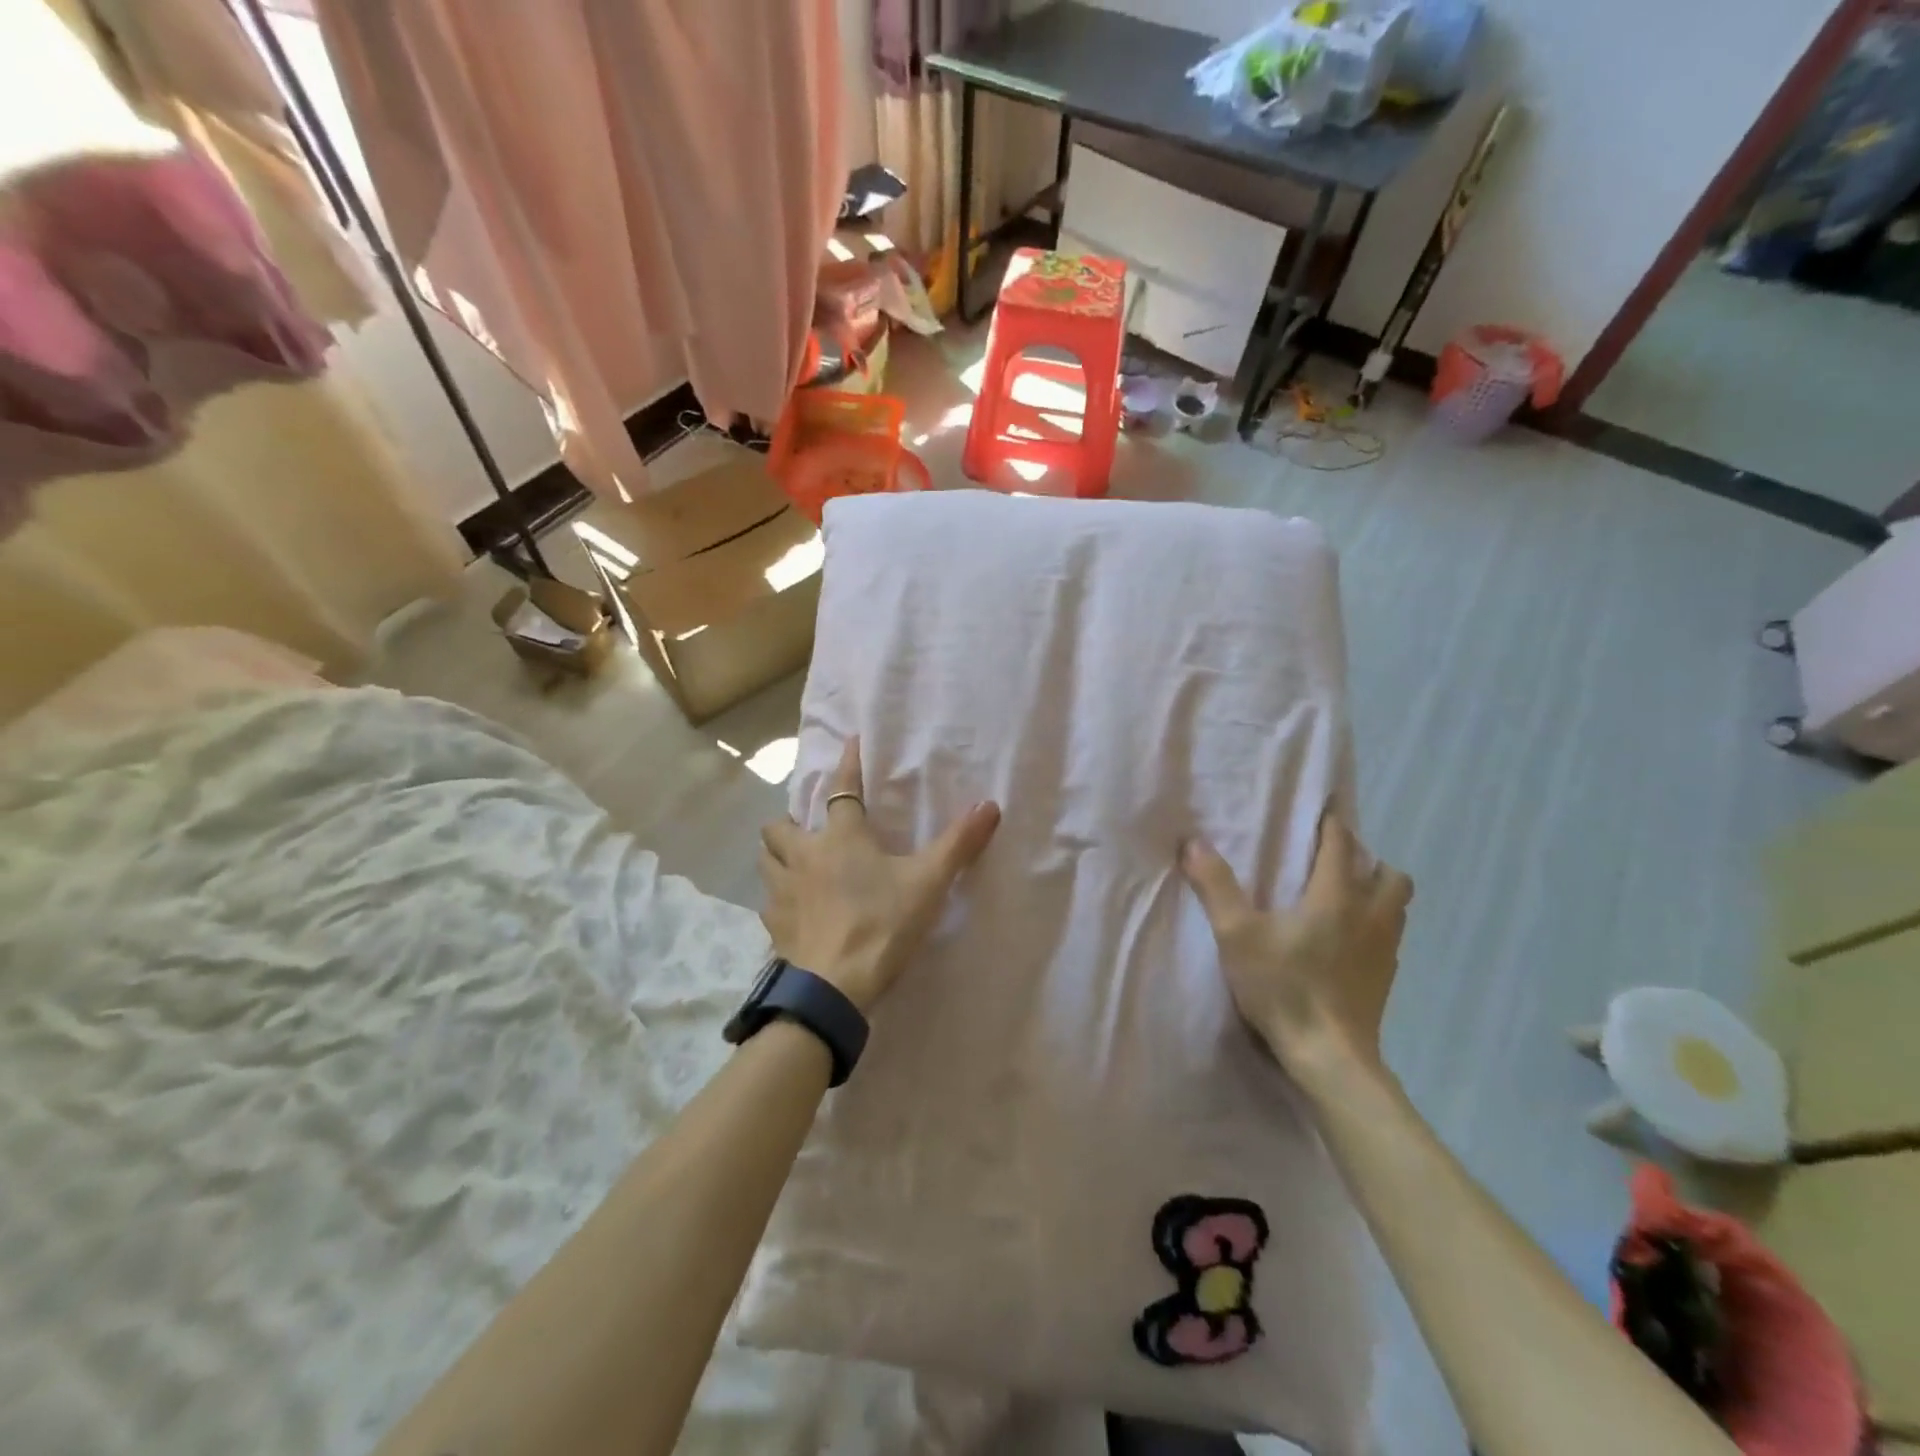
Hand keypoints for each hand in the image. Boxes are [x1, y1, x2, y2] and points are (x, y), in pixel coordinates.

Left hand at [758, 738, 1000, 1013]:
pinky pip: (768, 902)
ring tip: (794, 863)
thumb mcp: (928, 882)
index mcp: (840, 838)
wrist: (835, 986)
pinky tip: (794, 909)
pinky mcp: (774, 927)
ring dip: (776, 855)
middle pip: (780, 826)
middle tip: (809, 830)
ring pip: (765, 860)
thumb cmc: (883, 924)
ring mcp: (782, 892)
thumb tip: (989, 805)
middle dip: (790, 822)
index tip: (850, 742)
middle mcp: (803, 856)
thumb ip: (959, 843)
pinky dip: (778, 898)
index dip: (849, 765)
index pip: (843, 789)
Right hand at [1181, 811, 1413, 1078]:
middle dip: (1366, 860)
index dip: (1333, 824)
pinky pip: (1390, 937)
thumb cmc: (1284, 987)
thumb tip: (1193, 843)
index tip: (1323, 809)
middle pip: (1388, 874)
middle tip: (1333, 863)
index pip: (1342, 845)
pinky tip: (1347, 943)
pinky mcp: (1386, 980)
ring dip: (1376, 893)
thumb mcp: (1237, 935)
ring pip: (1397, 906)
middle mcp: (1371, 915)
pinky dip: (1374, 927)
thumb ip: (1216, 886)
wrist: (1329, 1057)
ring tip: (1343, 899)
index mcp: (1336, 897)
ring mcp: (1385, 950)